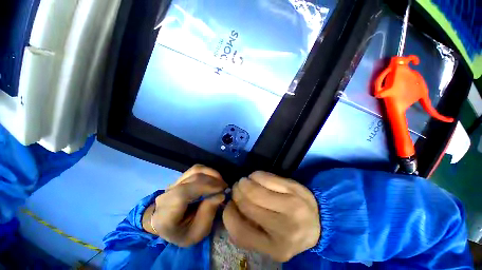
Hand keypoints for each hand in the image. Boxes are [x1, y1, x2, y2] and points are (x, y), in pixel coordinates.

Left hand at [142, 165, 226, 246]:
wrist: (167, 226)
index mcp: (166, 214)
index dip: (205, 187)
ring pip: (195, 170)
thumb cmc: (182, 233)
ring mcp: (172, 184)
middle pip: (192, 178)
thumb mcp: (197, 232)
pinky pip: (195, 169)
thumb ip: (208, 214)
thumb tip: (221, 195)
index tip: (222, 189)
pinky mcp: (179, 178)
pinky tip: (214, 178)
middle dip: (212, 181)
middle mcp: (166, 194)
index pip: (183, 193)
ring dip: (211, 174)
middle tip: (225, 187)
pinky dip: (207, 172)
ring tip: (221, 182)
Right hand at [223, 172, 319, 261]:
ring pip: (256, 190)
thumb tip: (231, 207)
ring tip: (244, 182)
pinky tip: (256, 177)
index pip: (240, 232)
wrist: (318, 221)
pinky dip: (256, 175)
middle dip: (237, 193)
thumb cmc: (289, 232)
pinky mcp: (295, 189)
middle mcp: (284, 229)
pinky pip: (268, 178)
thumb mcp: (269, 241)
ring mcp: (292, 206)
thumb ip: (249, 229)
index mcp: (275, 248)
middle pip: (247, 205)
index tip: (230, 205)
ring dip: (245, 182)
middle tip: (236, 188)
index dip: (229, 214)